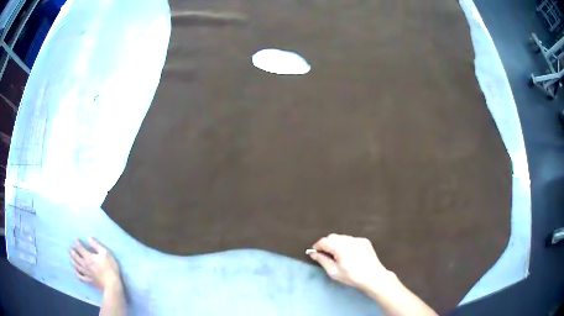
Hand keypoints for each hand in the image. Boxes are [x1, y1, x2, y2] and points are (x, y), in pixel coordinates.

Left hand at [70, 237, 120, 289]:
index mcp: (88, 257)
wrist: (112, 284)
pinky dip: (76, 272)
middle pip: (75, 256)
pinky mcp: (88, 280)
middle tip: (69, 248)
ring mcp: (85, 273)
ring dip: (72, 260)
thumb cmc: (110, 268)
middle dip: (72, 251)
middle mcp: (84, 264)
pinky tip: (75, 270)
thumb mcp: (105, 254)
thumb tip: (89, 238)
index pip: (79, 248)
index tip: (75, 239)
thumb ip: (96, 245)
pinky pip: (79, 276)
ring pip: (76, 265)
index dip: (76, 242)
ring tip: (70, 257)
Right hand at [309, 234, 392, 291]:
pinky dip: (346, 244)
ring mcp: (358, 239)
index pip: (324, 241)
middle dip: (326, 244)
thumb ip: (322, 260)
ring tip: (338, 256)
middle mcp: (349, 239)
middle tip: (326, 255)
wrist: (374, 277)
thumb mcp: (333, 271)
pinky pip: (351, 239)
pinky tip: (350, 255)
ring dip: (336, 243)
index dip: (317, 246)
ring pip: (342, 237)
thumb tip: (313, 253)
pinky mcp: (365, 241)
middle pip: (332, 237)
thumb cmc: (352, 276)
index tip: (314, 252)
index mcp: (340, 247)